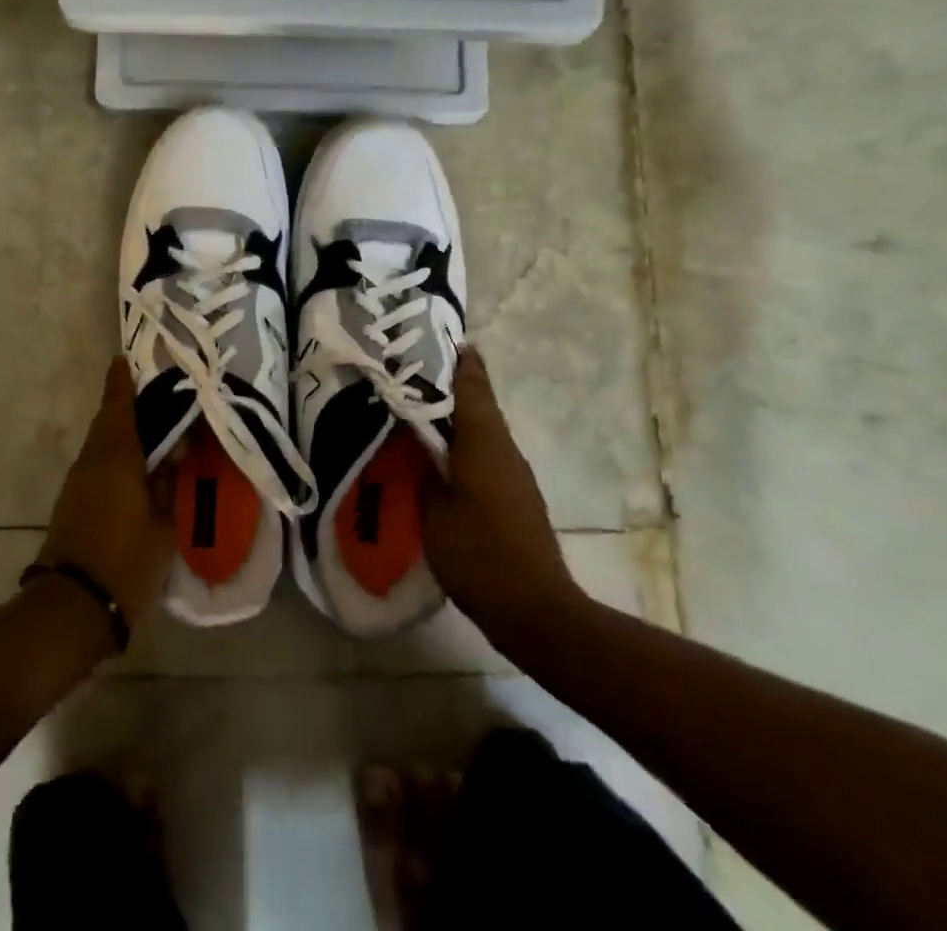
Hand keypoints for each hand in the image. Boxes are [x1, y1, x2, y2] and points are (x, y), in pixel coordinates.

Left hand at [36, 360, 176, 628]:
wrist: (72, 609)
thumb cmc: (124, 560)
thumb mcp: (163, 524)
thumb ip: (170, 483)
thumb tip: (176, 452)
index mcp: (114, 455)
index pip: (117, 404)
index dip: (122, 380)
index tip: (127, 358)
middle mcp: (91, 460)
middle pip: (108, 421)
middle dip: (128, 405)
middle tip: (159, 397)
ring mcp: (78, 483)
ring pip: (102, 444)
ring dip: (123, 432)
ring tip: (156, 431)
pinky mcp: (73, 504)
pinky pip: (98, 465)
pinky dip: (117, 456)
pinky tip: (138, 467)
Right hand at [422, 350, 585, 643]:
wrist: (535, 610)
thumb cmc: (478, 554)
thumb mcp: (431, 510)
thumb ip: (420, 469)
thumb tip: (411, 440)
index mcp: (483, 442)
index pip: (471, 386)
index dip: (457, 359)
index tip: (440, 336)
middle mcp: (503, 449)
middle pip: (478, 402)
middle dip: (450, 383)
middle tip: (412, 369)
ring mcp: (513, 474)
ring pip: (481, 429)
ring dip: (455, 414)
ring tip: (417, 407)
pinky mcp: (514, 496)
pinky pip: (484, 453)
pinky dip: (462, 442)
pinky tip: (437, 453)